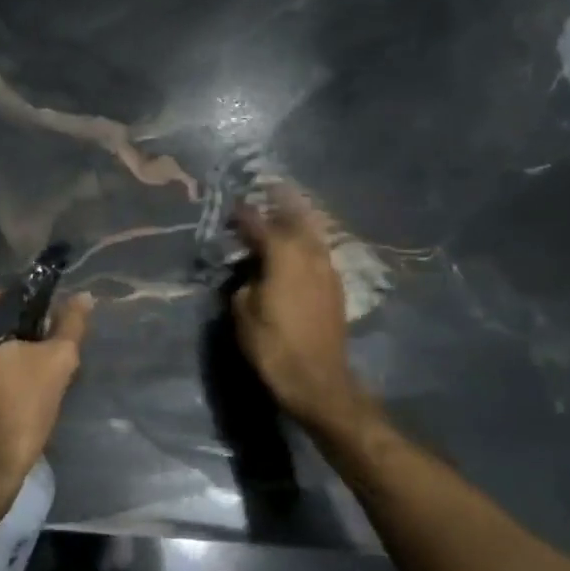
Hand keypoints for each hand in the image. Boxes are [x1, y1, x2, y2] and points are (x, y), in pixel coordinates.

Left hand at [0, 290, 93, 512]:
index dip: (33, 314)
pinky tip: (10, 396)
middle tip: (41, 357)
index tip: (51, 336)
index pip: (3, 298)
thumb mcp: (55, 363)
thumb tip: (82, 297)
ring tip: (29, 379)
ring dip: (2, 359)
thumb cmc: (15, 411)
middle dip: (15, 336)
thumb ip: (70, 325)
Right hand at [230, 188, 367, 436]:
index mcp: (283, 256)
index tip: (234, 205)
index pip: (260, 225)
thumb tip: (249, 273)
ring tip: (286, 211)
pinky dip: (308, 241)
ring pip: (313, 234)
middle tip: (269, 189)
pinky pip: (319, 252)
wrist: (318, 381)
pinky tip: (300, 246)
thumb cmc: (273, 346)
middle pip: (296, 219)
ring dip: (299, 220)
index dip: (245, 214)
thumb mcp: (243, 313)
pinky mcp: (335, 288)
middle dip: (282, 203)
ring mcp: (327, 271)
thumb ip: (244, 283)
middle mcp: (309, 255)